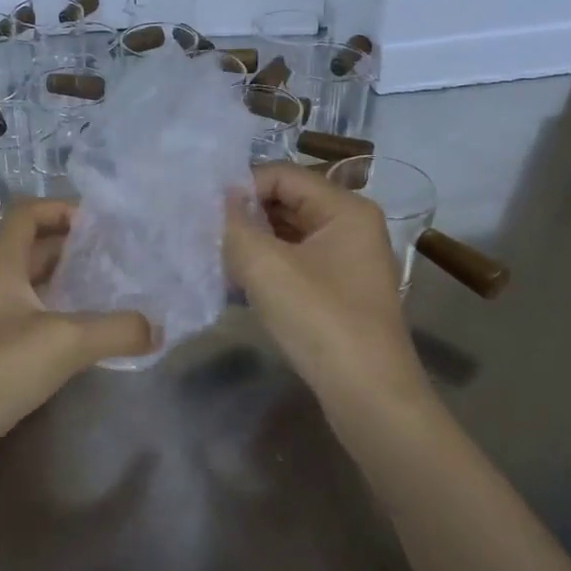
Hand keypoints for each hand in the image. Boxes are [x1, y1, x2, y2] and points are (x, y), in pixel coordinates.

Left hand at [0, 200, 152, 466]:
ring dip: (68, 288)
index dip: (62, 208)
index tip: (102, 224)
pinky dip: (59, 323)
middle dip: (74, 249)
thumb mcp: (64, 341)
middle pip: (33, 250)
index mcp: (1, 266)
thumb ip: (116, 330)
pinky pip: (31, 325)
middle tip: (118, 259)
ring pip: (33, 290)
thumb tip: (158, 328)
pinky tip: (86, 342)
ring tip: (112, 296)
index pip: (27, 214)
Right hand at [223, 164, 423, 403]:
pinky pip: (295, 263)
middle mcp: (351, 226)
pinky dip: (266, 267)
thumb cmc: (320, 319)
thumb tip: (215, 202)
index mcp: (344, 208)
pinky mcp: (339, 291)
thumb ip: (234, 226)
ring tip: (213, 258)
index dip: (240, 187)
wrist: (368, 395)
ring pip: (288, 235)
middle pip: (287, 202)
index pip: (282, 175)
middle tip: (201, 233)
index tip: (202, 211)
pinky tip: (235, 284)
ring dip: (251, 244)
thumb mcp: (266, 267)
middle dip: (244, 216)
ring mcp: (347, 261)